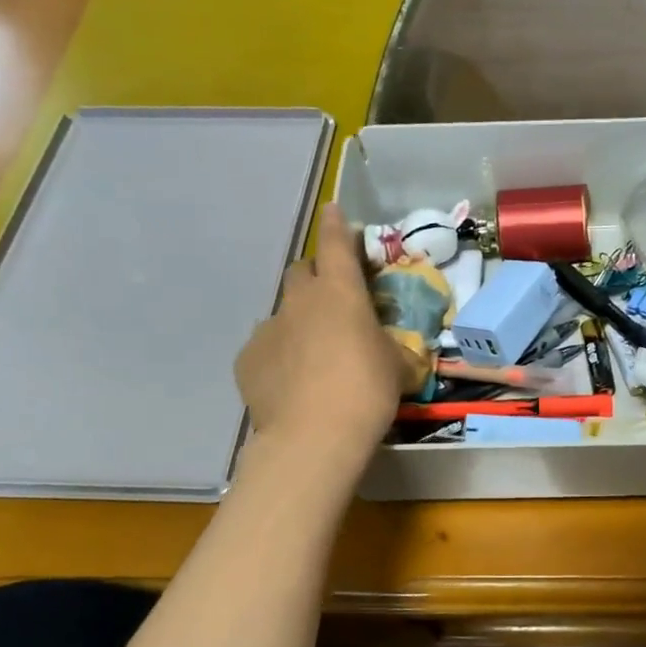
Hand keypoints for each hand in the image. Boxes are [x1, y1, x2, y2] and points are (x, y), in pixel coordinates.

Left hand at [234, 204, 403, 469]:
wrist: (314, 437)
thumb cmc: (367, 392)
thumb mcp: (397, 367)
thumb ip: (391, 347)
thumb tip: (389, 349)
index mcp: (341, 294)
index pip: (337, 245)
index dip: (337, 225)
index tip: (333, 210)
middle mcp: (300, 301)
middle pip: (302, 271)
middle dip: (316, 278)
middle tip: (333, 301)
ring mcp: (268, 329)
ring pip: (283, 313)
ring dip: (299, 322)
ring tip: (313, 356)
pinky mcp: (247, 359)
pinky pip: (266, 347)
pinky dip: (280, 356)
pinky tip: (292, 383)